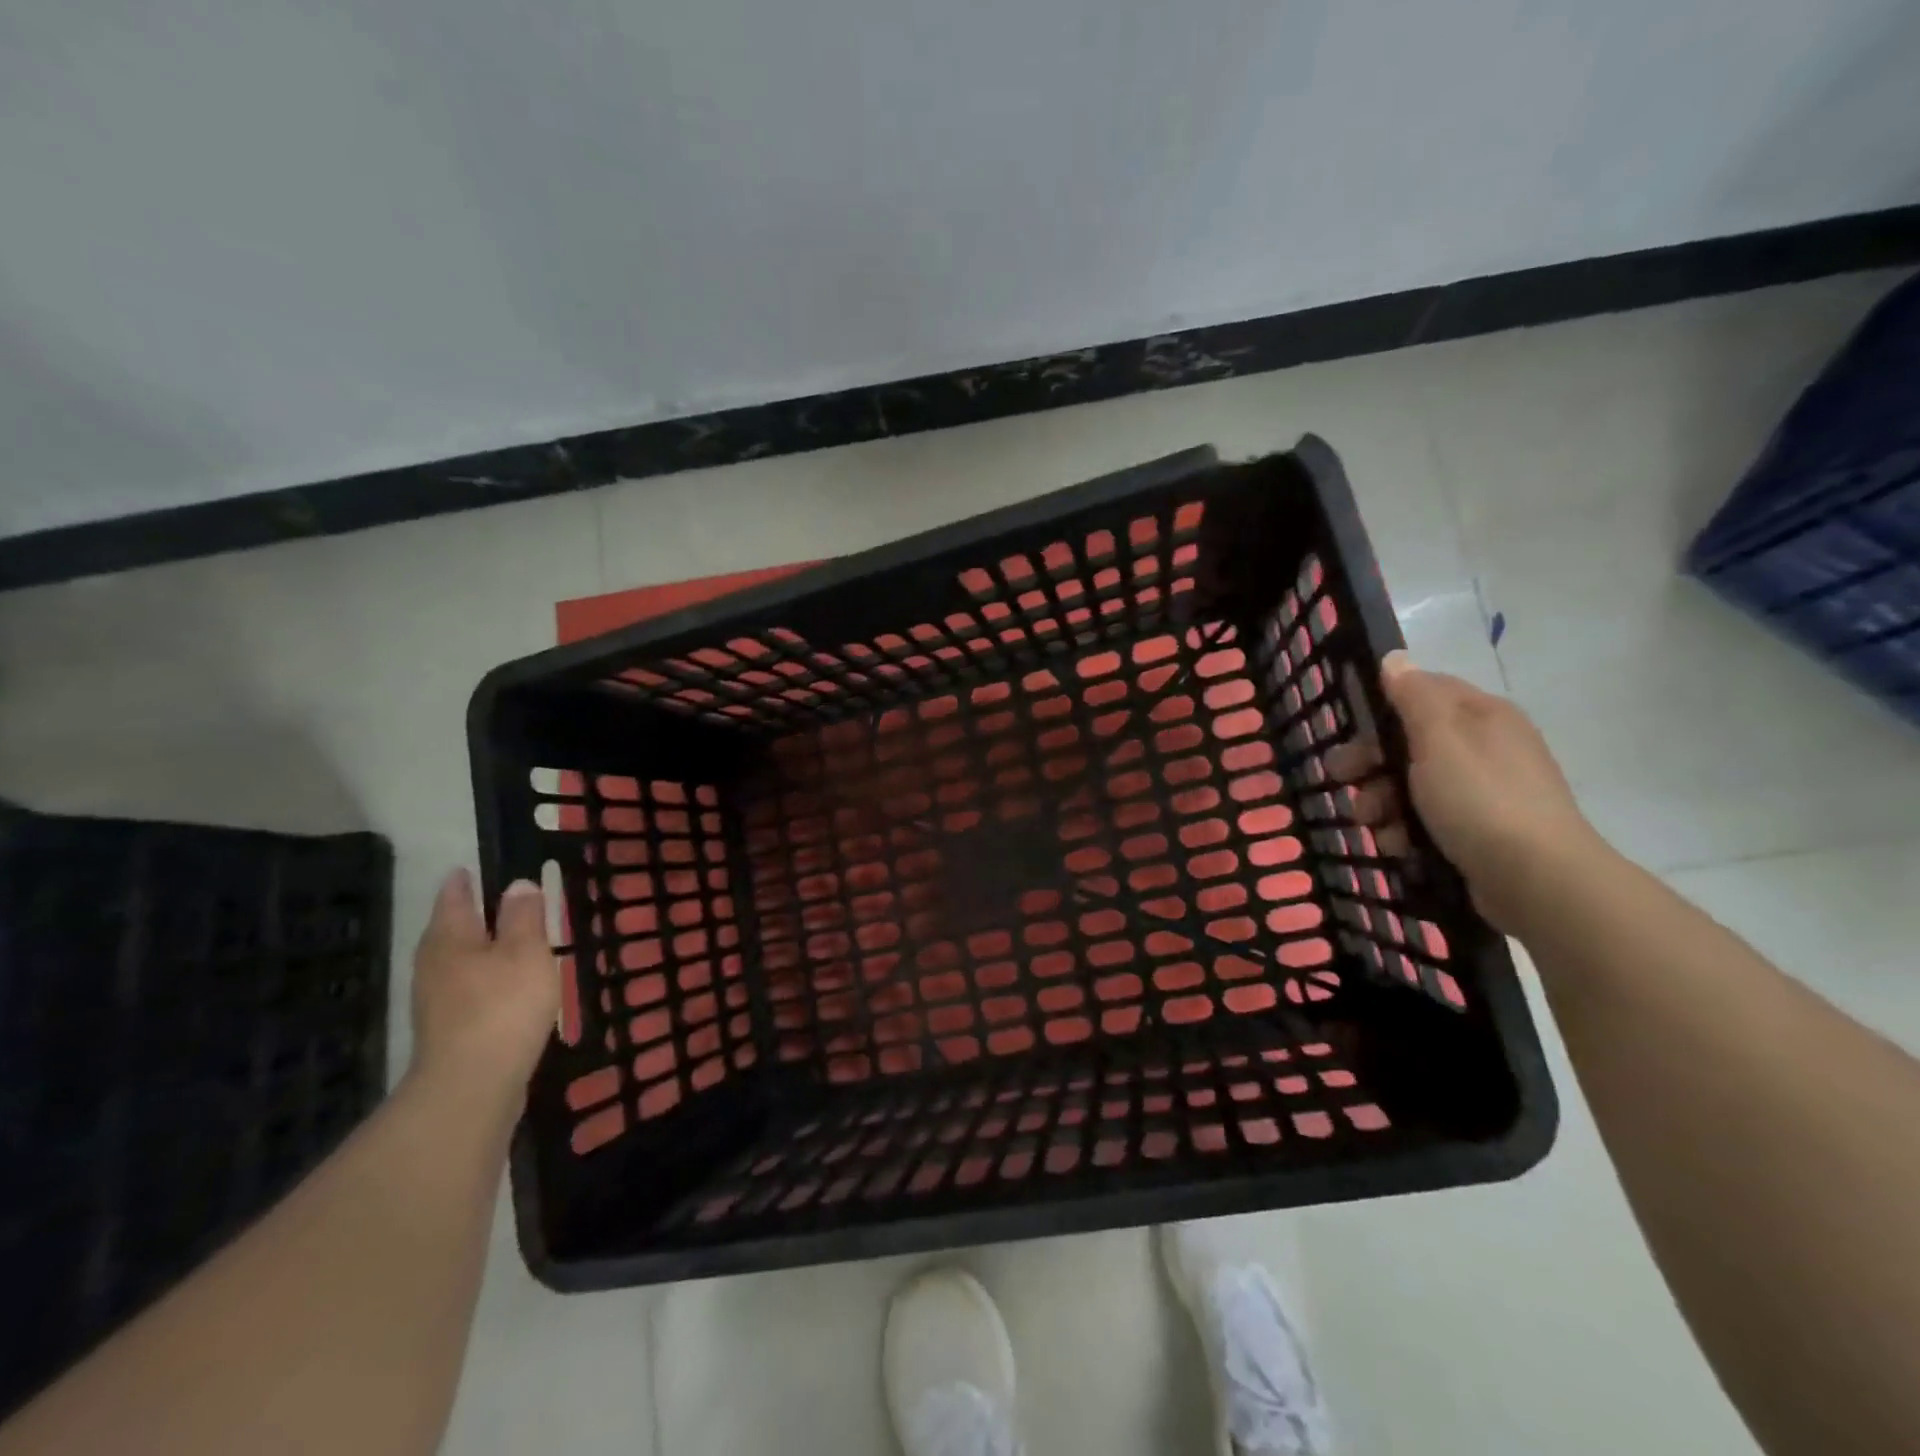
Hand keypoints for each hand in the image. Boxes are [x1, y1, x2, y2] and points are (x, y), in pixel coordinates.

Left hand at [407, 868, 560, 1104]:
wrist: (472, 1085)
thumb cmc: (503, 1005)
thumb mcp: (526, 951)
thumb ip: (524, 916)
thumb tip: (517, 885)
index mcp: (449, 938)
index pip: (453, 897)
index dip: (465, 881)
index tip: (472, 868)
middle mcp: (434, 965)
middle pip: (451, 931)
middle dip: (472, 916)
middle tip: (501, 903)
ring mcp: (435, 1001)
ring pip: (459, 962)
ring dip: (481, 951)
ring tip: (511, 944)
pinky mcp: (448, 1030)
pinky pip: (467, 990)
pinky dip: (485, 980)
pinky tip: (506, 988)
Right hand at [1328, 651, 1601, 932]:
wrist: (1537, 881)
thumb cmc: (1480, 800)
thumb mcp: (1439, 739)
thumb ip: (1413, 697)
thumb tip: (1395, 658)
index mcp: (1481, 715)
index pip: (1421, 691)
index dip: (1381, 708)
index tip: (1350, 733)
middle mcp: (1485, 746)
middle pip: (1409, 742)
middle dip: (1370, 764)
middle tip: (1343, 781)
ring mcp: (1484, 791)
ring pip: (1410, 784)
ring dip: (1380, 802)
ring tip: (1372, 824)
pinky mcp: (1479, 830)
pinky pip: (1426, 819)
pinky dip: (1404, 829)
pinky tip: (1398, 845)